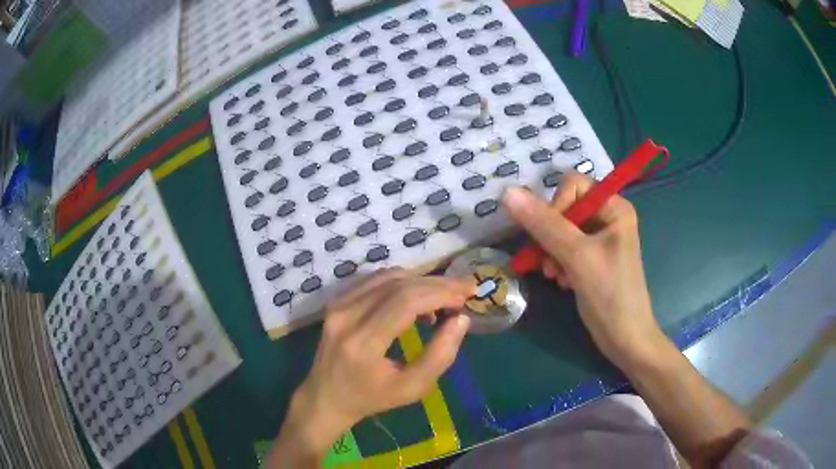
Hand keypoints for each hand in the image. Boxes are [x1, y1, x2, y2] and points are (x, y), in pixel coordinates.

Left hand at [268, 269, 472, 466]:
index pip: (405, 302)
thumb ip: (440, 356)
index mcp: (362, 343)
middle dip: (437, 284)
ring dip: (421, 281)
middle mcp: (346, 316)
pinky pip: (375, 280)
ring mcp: (337, 305)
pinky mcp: (336, 300)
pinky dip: (402, 282)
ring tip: (444, 298)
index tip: (466, 296)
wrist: (326, 396)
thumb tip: (461, 320)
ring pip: (387, 276)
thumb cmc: (371, 398)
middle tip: (464, 290)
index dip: (440, 293)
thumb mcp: (412, 389)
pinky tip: (417, 297)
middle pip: (398, 284)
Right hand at [502, 173, 663, 368]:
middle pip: (564, 208)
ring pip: (560, 230)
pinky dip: (558, 263)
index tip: (551, 238)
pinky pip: (565, 248)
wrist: (625, 339)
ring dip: (552, 253)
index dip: (556, 207)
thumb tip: (508, 192)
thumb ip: (544, 224)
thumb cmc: (610, 295)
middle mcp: (608, 217)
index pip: (572, 186)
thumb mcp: (577, 256)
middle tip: (549, 264)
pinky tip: (562, 282)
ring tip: (555, 276)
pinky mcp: (592, 258)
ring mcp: (600, 239)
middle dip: (552, 236)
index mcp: (614, 207)